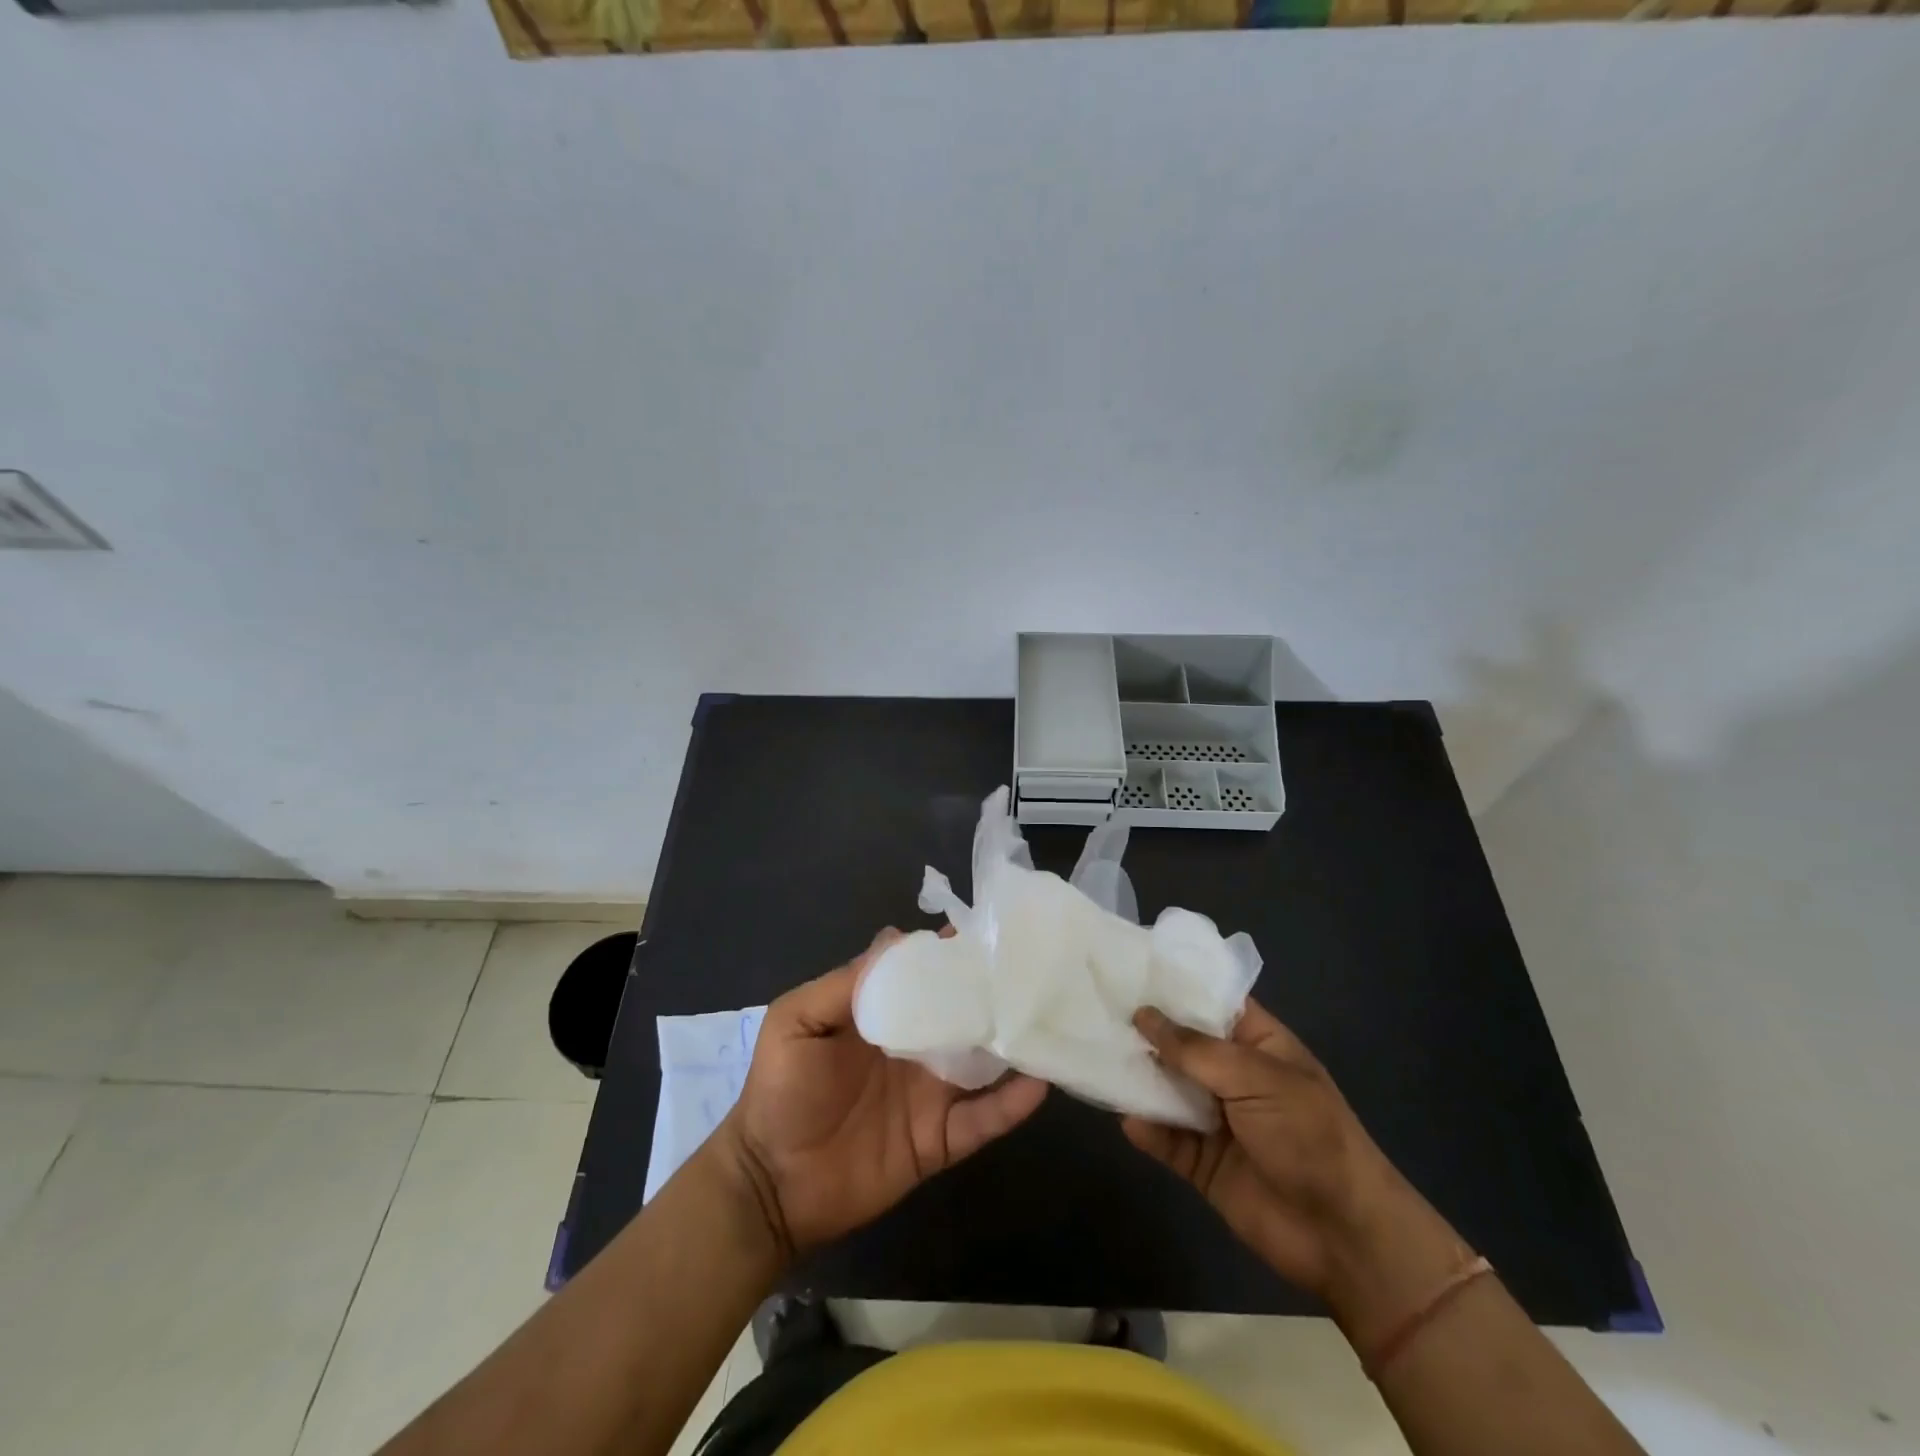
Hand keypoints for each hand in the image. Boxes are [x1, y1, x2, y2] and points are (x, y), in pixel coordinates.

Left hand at [715, 929, 1047, 1261]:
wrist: (770, 1186)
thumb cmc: (780, 1092)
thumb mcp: (797, 1021)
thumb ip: (846, 984)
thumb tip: (899, 939)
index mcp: (883, 1016)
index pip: (925, 976)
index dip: (951, 954)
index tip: (987, 932)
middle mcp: (915, 1048)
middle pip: (962, 1014)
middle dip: (993, 992)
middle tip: (1033, 969)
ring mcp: (931, 1094)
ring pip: (983, 1062)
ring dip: (1011, 1042)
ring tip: (1048, 1017)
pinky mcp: (940, 1140)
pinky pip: (982, 1120)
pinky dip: (1011, 1105)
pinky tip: (1039, 1083)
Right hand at [1124, 1001, 1470, 1339]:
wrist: (1344, 1236)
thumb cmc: (1308, 1135)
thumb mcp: (1256, 1077)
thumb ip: (1195, 1049)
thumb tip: (1143, 1015)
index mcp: (1257, 1044)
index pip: (1211, 1002)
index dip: (1175, 985)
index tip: (1128, 966)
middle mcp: (1233, 1076)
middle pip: (1181, 1044)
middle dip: (1145, 1030)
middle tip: (1095, 1006)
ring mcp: (1217, 1120)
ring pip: (1168, 1089)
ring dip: (1139, 1078)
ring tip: (1097, 1056)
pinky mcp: (1203, 1163)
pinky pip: (1167, 1139)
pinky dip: (1147, 1130)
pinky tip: (1127, 1119)